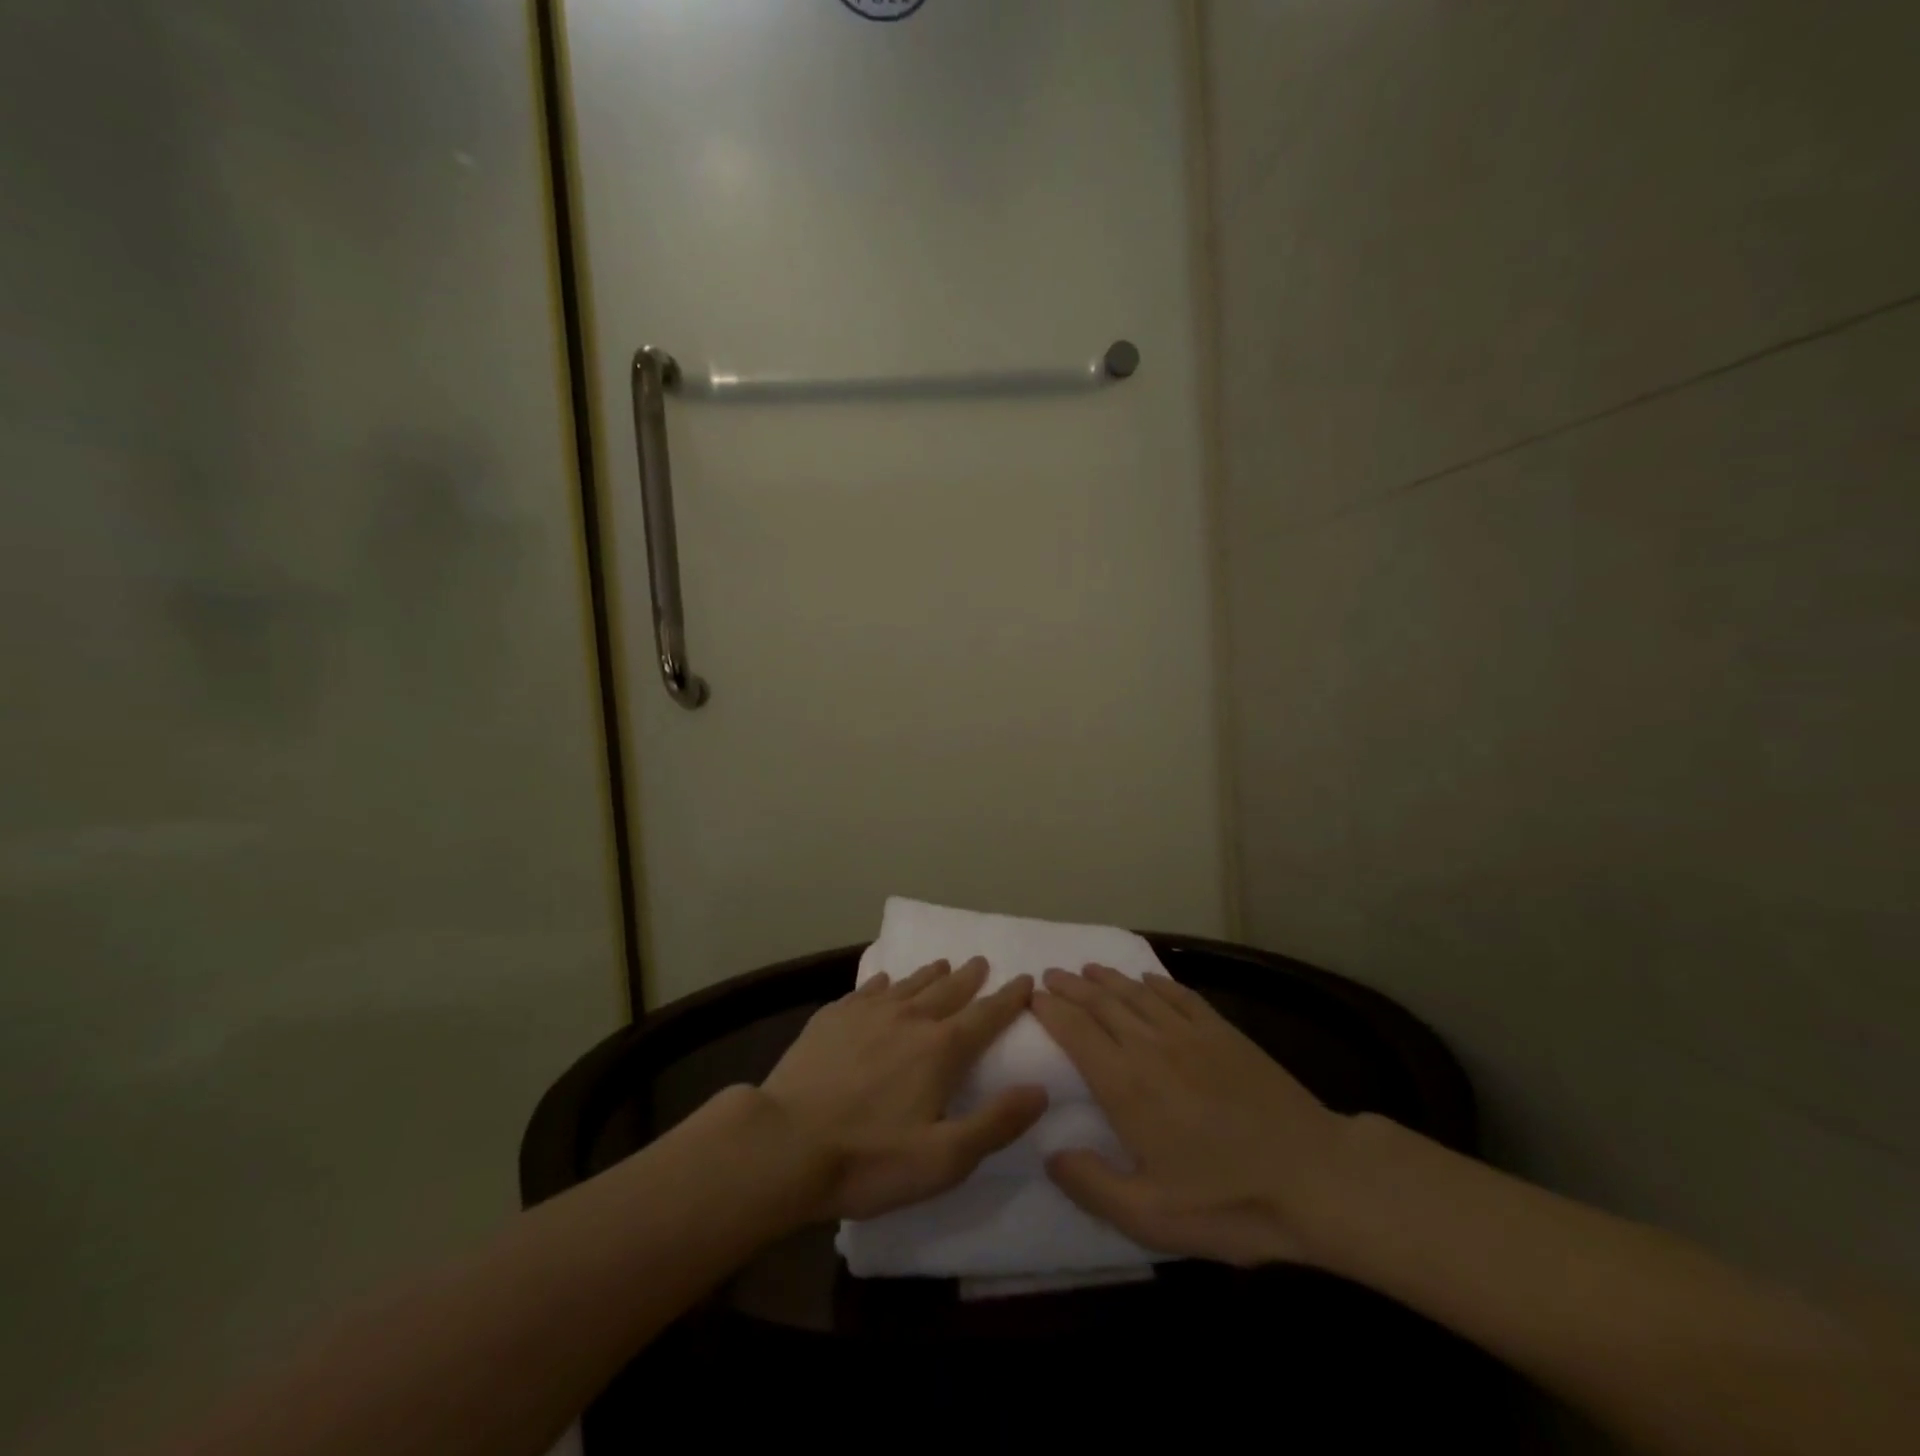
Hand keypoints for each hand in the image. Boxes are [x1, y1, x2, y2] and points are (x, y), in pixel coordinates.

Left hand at [758, 958, 1047, 1221]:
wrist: (784, 1144)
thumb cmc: (869, 1159)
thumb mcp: (944, 1159)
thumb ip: (996, 1122)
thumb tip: (1040, 1089)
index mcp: (941, 1049)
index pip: (986, 1015)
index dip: (1009, 998)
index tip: (1025, 979)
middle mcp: (909, 1018)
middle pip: (948, 990)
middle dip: (970, 977)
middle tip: (982, 961)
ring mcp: (867, 1013)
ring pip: (908, 984)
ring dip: (930, 974)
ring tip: (942, 964)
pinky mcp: (832, 1017)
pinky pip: (867, 990)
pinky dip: (884, 982)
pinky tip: (884, 980)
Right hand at [1030, 964, 1350, 1266]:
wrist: (1315, 1177)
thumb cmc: (1229, 1202)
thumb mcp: (1151, 1217)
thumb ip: (1092, 1185)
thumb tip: (1050, 1154)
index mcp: (1126, 1085)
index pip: (1076, 1032)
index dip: (1050, 1011)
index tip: (1032, 997)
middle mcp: (1150, 1046)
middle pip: (1101, 1004)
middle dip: (1071, 988)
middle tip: (1050, 976)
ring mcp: (1189, 1034)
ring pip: (1136, 993)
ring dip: (1107, 978)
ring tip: (1086, 970)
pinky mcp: (1223, 1032)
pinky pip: (1178, 995)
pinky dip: (1155, 982)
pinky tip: (1146, 979)